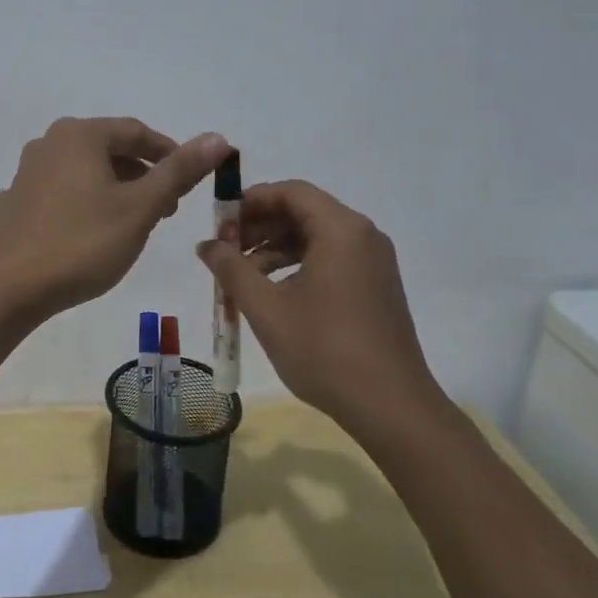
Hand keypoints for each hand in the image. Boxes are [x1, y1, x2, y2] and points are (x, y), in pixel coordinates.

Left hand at [0, 118, 227, 316]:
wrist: (11, 288)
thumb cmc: (83, 243)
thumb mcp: (140, 208)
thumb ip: (179, 171)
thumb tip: (218, 137)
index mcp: (79, 135)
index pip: (136, 132)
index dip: (169, 153)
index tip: (190, 182)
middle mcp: (49, 143)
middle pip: (108, 150)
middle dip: (142, 175)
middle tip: (168, 208)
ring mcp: (26, 174)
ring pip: (83, 173)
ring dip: (113, 190)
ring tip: (133, 223)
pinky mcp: (15, 203)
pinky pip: (58, 195)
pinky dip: (80, 206)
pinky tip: (85, 230)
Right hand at [196, 180, 442, 428]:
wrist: (390, 406)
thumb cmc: (324, 349)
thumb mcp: (266, 308)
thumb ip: (231, 269)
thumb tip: (206, 245)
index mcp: (341, 230)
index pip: (291, 192)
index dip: (251, 201)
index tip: (220, 224)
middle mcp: (363, 236)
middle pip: (304, 212)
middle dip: (260, 227)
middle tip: (225, 251)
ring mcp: (374, 263)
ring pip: (316, 238)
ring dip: (275, 249)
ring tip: (243, 278)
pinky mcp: (376, 287)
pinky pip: (332, 260)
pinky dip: (298, 266)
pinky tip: (274, 294)